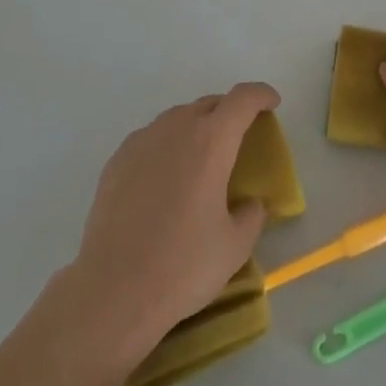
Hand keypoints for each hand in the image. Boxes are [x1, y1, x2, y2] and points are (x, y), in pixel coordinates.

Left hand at [69, 82, 278, 359]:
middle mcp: (176, 129)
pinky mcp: (116, 161)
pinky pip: (151, 139)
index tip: (272, 103)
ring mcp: (141, 142)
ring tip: (202, 157)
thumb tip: (249, 203)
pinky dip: (167, 145)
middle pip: (209, 104)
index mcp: (211, 142)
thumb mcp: (235, 246)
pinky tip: (166, 177)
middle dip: (229, 112)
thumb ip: (251, 215)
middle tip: (239, 136)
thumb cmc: (183, 265)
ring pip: (177, 118)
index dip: (261, 95)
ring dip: (196, 127)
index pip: (242, 99)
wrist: (113, 290)